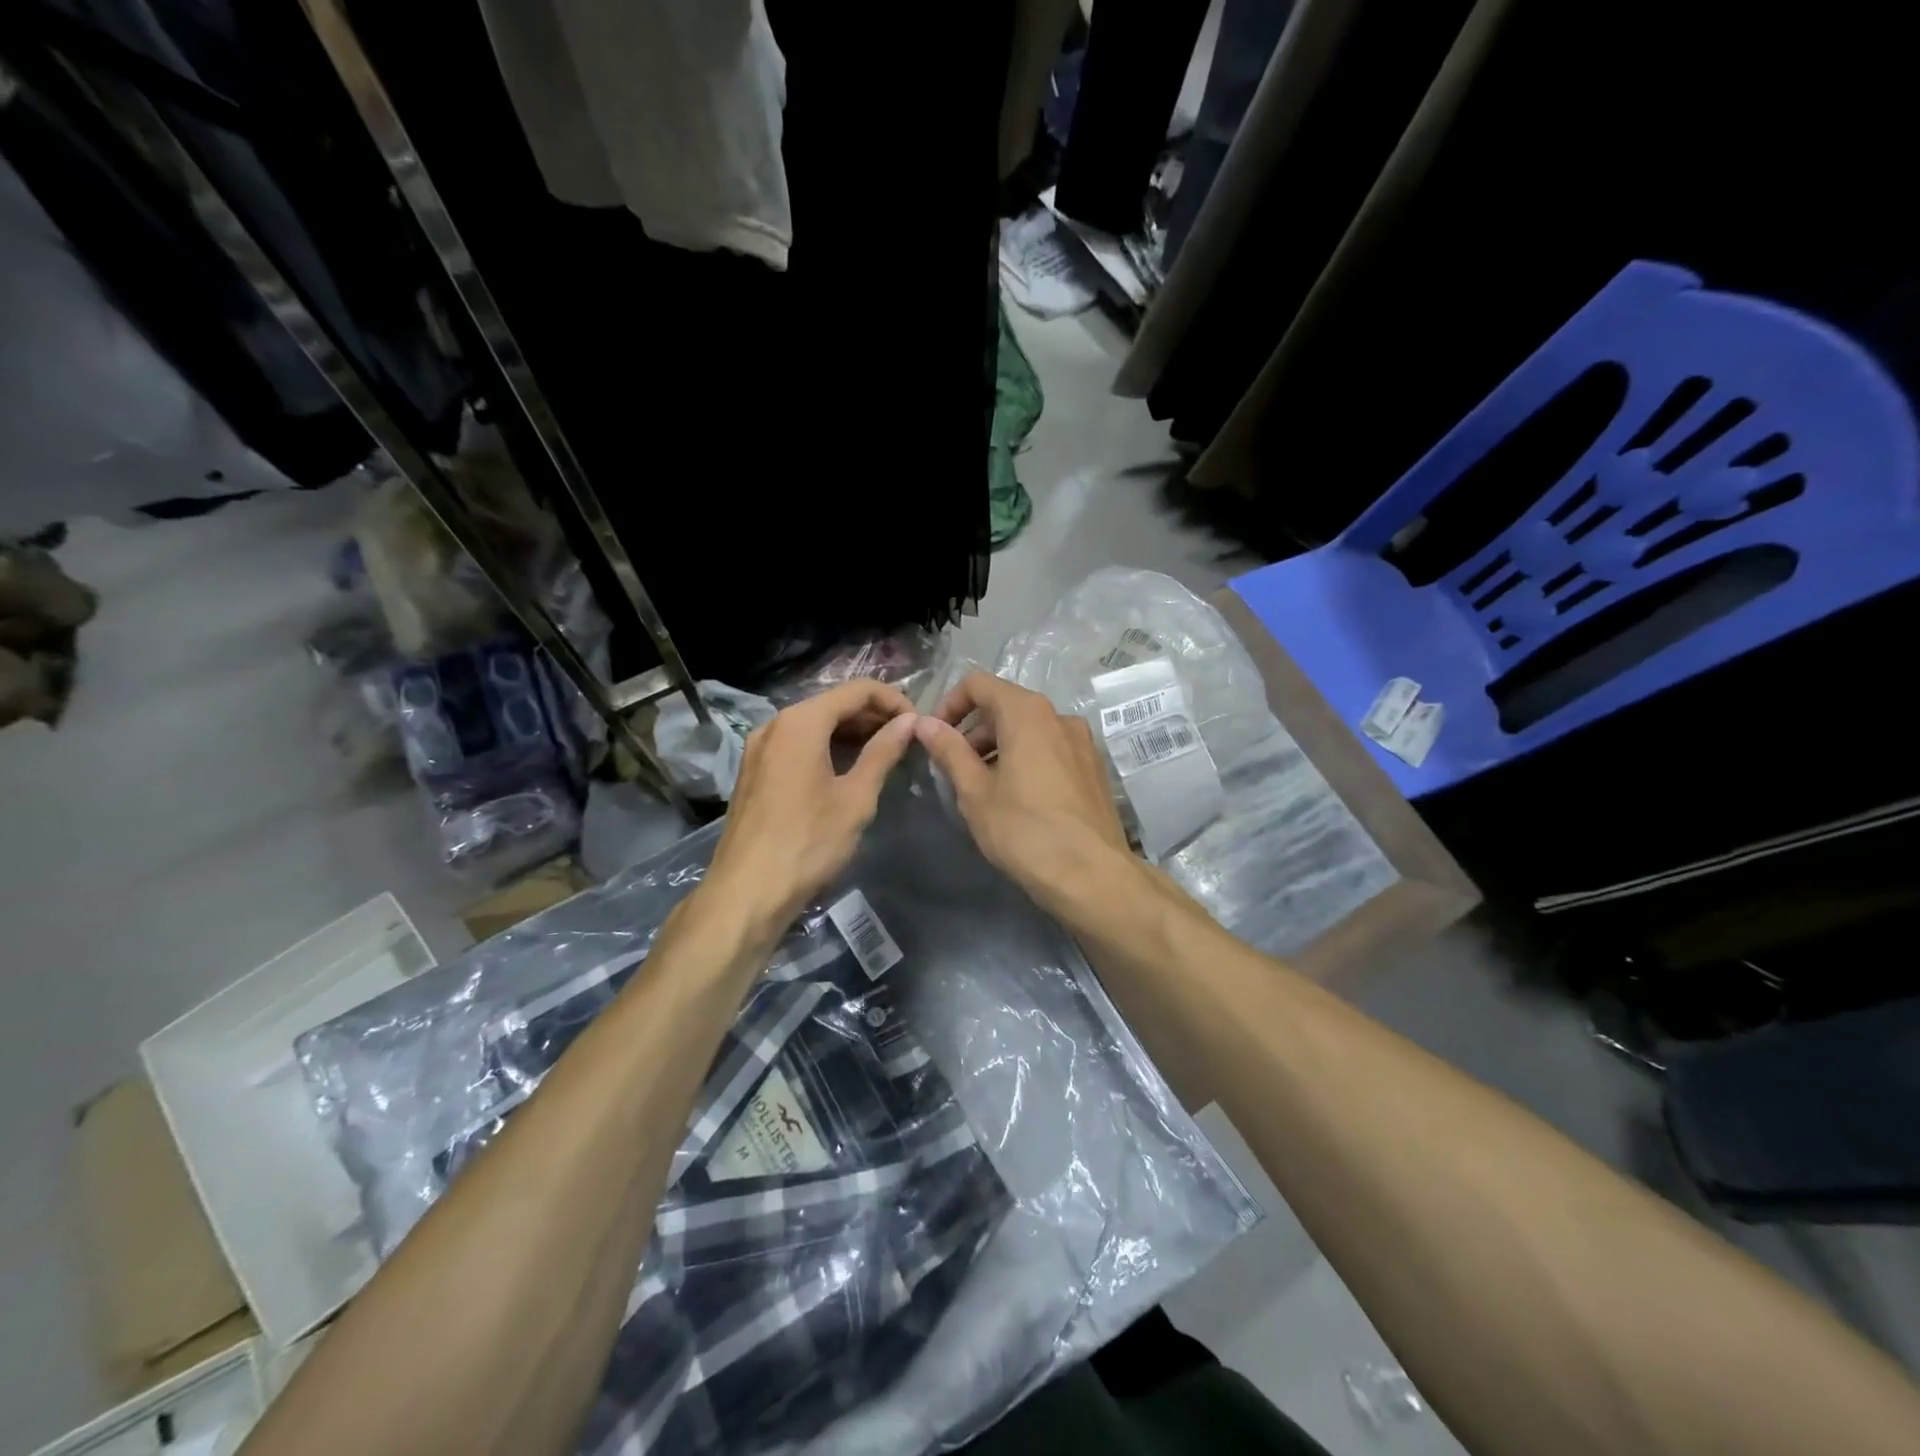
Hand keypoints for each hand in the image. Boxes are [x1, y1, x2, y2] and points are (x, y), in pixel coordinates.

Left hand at [703, 679, 918, 935]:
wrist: (747, 892)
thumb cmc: (809, 842)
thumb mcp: (856, 797)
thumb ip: (883, 752)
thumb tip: (909, 722)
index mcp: (801, 722)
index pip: (857, 690)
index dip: (894, 701)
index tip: (918, 725)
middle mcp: (775, 724)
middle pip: (833, 704)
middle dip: (873, 716)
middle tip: (906, 741)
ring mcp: (759, 747)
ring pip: (814, 724)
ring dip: (851, 733)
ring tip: (884, 755)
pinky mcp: (754, 771)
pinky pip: (797, 744)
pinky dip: (826, 747)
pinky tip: (847, 770)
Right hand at [913, 672, 1131, 903]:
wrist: (1091, 874)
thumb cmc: (1023, 830)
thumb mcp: (974, 792)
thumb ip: (949, 750)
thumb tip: (924, 723)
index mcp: (1027, 712)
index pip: (978, 684)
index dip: (949, 704)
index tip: (935, 737)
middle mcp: (1059, 716)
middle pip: (1006, 706)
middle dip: (974, 731)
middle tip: (955, 769)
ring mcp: (1082, 741)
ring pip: (1030, 730)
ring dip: (1000, 747)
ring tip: (984, 788)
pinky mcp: (1095, 767)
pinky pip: (1052, 749)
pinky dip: (1027, 759)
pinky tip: (1019, 799)